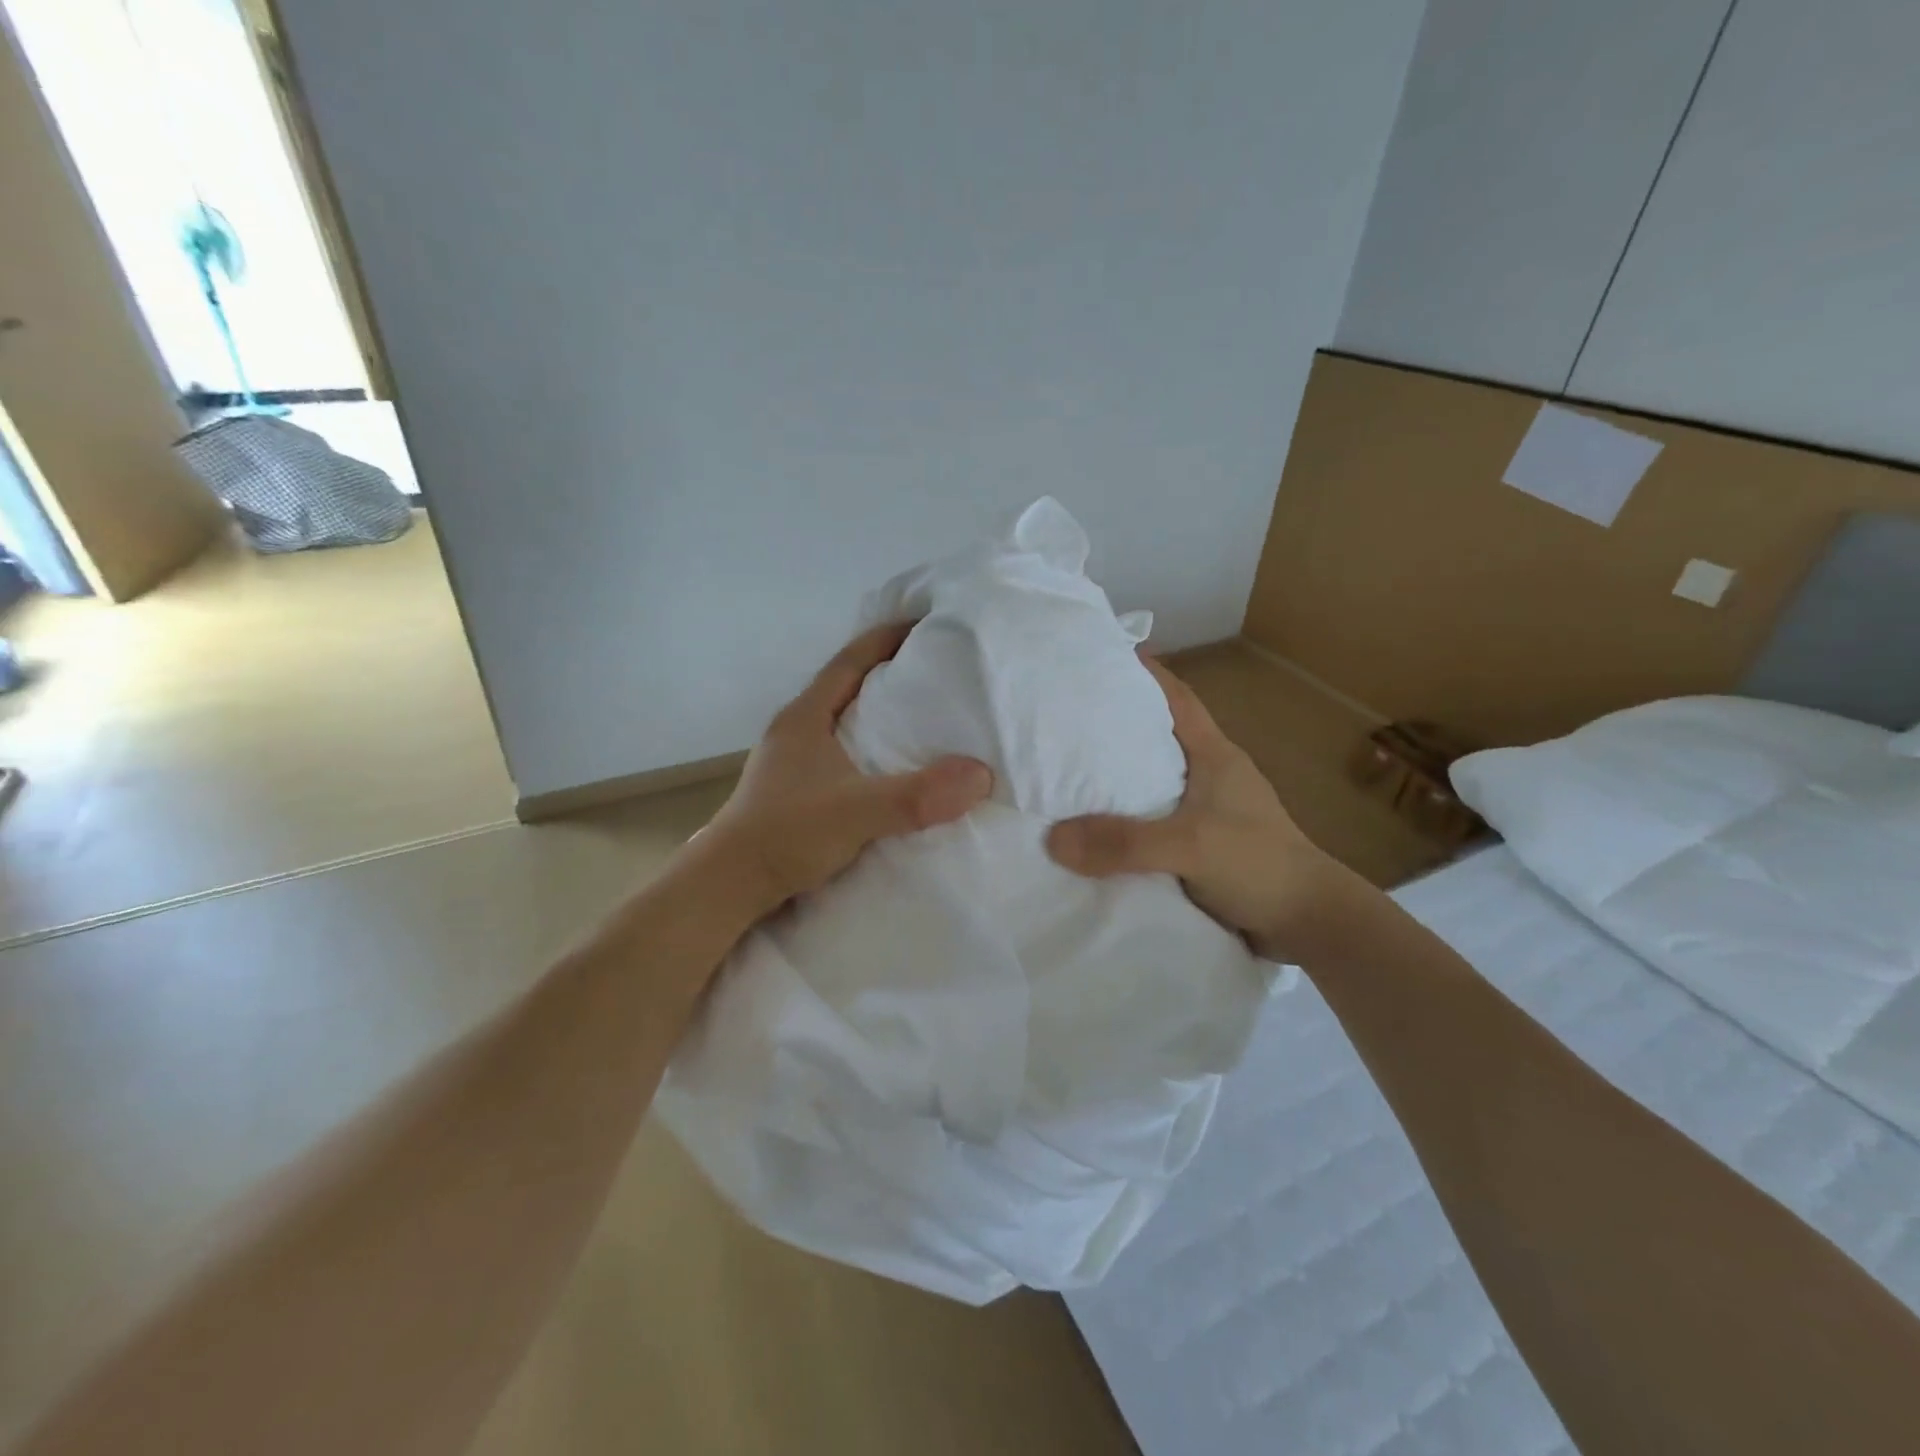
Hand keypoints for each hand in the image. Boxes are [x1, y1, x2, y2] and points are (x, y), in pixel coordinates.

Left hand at [707, 622, 994, 916]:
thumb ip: (916, 795)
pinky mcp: (798, 791)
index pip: (849, 661)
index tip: (925, 625)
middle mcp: (797, 731)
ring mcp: (794, 762)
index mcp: (805, 717)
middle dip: (890, 675)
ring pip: (846, 724)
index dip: (885, 639)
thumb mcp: (857, 811)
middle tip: (938, 672)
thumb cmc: (786, 834)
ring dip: (881, 717)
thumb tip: (980, 775)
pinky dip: (873, 752)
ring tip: (926, 718)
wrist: (729, 886)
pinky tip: (896, 769)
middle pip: (848, 687)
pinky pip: (845, 755)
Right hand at [1044, 656, 1343, 961]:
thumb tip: (1054, 838)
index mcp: (1215, 755)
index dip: (1145, 673)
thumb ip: (1126, 842)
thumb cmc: (1260, 865)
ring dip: (1118, 774)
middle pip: (1158, 735)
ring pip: (1152, 779)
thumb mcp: (1192, 847)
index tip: (1104, 654)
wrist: (1309, 923)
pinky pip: (1153, 819)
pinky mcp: (1202, 844)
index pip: (1177, 698)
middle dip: (1117, 722)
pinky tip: (1096, 827)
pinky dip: (1125, 816)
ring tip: (1068, 769)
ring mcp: (1208, 811)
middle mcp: (1210, 775)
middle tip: (1067, 715)